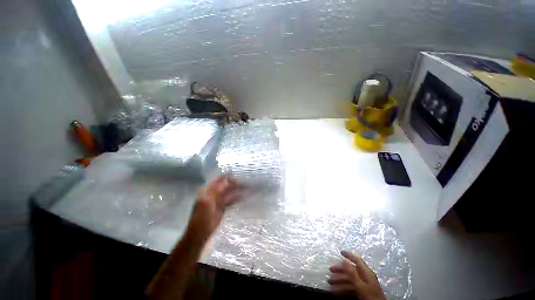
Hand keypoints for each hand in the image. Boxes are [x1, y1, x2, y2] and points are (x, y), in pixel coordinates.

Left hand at [188, 175, 241, 240]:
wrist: (201, 231)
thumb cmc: (202, 215)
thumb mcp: (207, 201)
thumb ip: (216, 190)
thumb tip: (225, 179)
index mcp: (207, 191)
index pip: (217, 181)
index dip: (224, 177)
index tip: (233, 172)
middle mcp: (213, 195)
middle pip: (224, 187)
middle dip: (233, 183)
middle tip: (243, 180)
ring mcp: (218, 201)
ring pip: (229, 193)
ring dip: (236, 190)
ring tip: (245, 187)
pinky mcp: (223, 208)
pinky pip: (230, 201)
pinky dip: (236, 198)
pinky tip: (243, 196)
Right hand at [328, 251, 385, 299]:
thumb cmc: (370, 296)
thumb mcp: (361, 285)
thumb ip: (353, 273)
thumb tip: (344, 261)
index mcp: (367, 272)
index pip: (357, 260)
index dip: (349, 255)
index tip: (340, 251)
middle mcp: (365, 277)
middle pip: (351, 270)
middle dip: (340, 270)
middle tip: (330, 270)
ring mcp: (364, 285)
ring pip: (349, 279)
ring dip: (339, 280)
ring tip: (330, 282)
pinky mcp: (362, 292)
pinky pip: (351, 287)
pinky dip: (343, 288)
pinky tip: (336, 290)